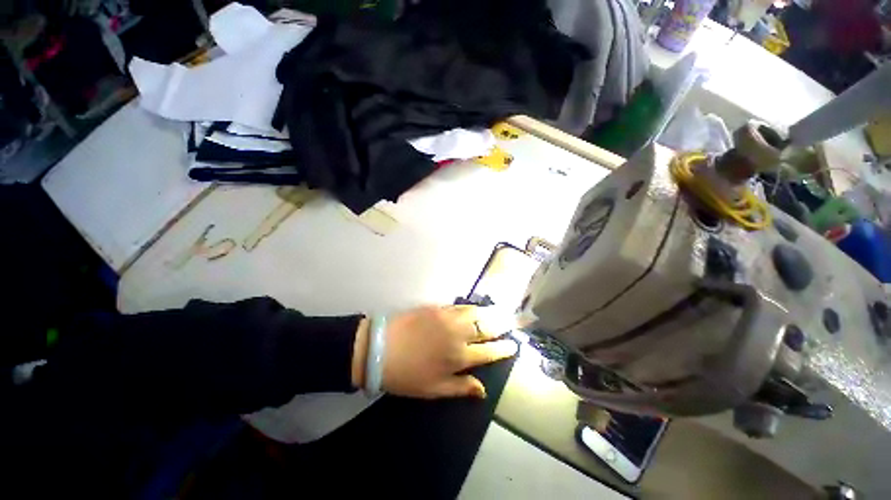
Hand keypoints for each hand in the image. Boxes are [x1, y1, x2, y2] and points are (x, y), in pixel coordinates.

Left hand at [352, 305, 517, 398]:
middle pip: (487, 327)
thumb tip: (483, 390)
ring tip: (497, 312)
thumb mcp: (434, 389)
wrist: (379, 348)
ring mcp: (448, 317)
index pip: (489, 351)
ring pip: (475, 312)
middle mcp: (458, 334)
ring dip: (489, 312)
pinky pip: (459, 306)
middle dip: (502, 325)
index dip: (504, 348)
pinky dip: (470, 307)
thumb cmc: (407, 375)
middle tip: (512, 322)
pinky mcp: (436, 307)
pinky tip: (473, 308)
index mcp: (459, 356)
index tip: (514, 345)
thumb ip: (461, 387)